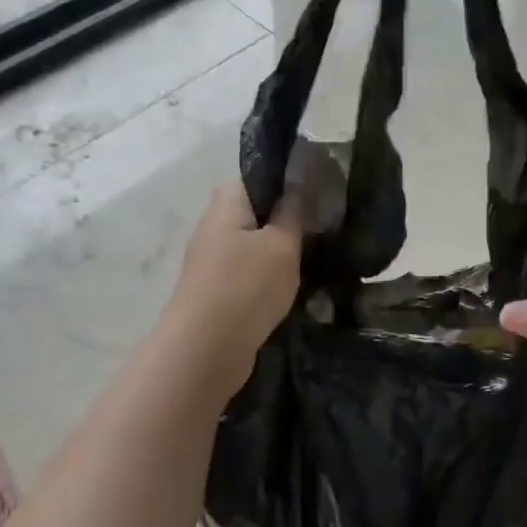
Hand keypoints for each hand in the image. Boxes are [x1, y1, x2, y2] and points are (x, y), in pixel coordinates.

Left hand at [160, 184, 302, 401]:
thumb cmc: (246, 286)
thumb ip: (294, 213)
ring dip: (279, 252)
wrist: (205, 351)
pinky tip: (295, 288)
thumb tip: (301, 184)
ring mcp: (212, 262)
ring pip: (253, 245)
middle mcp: (213, 227)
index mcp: (226, 205)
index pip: (254, 176)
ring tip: (314, 257)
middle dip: (286, 219)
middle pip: (254, 212)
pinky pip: (249, 273)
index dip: (284, 178)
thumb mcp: (282, 245)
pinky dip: (270, 278)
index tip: (317, 189)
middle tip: (321, 227)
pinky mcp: (217, 292)